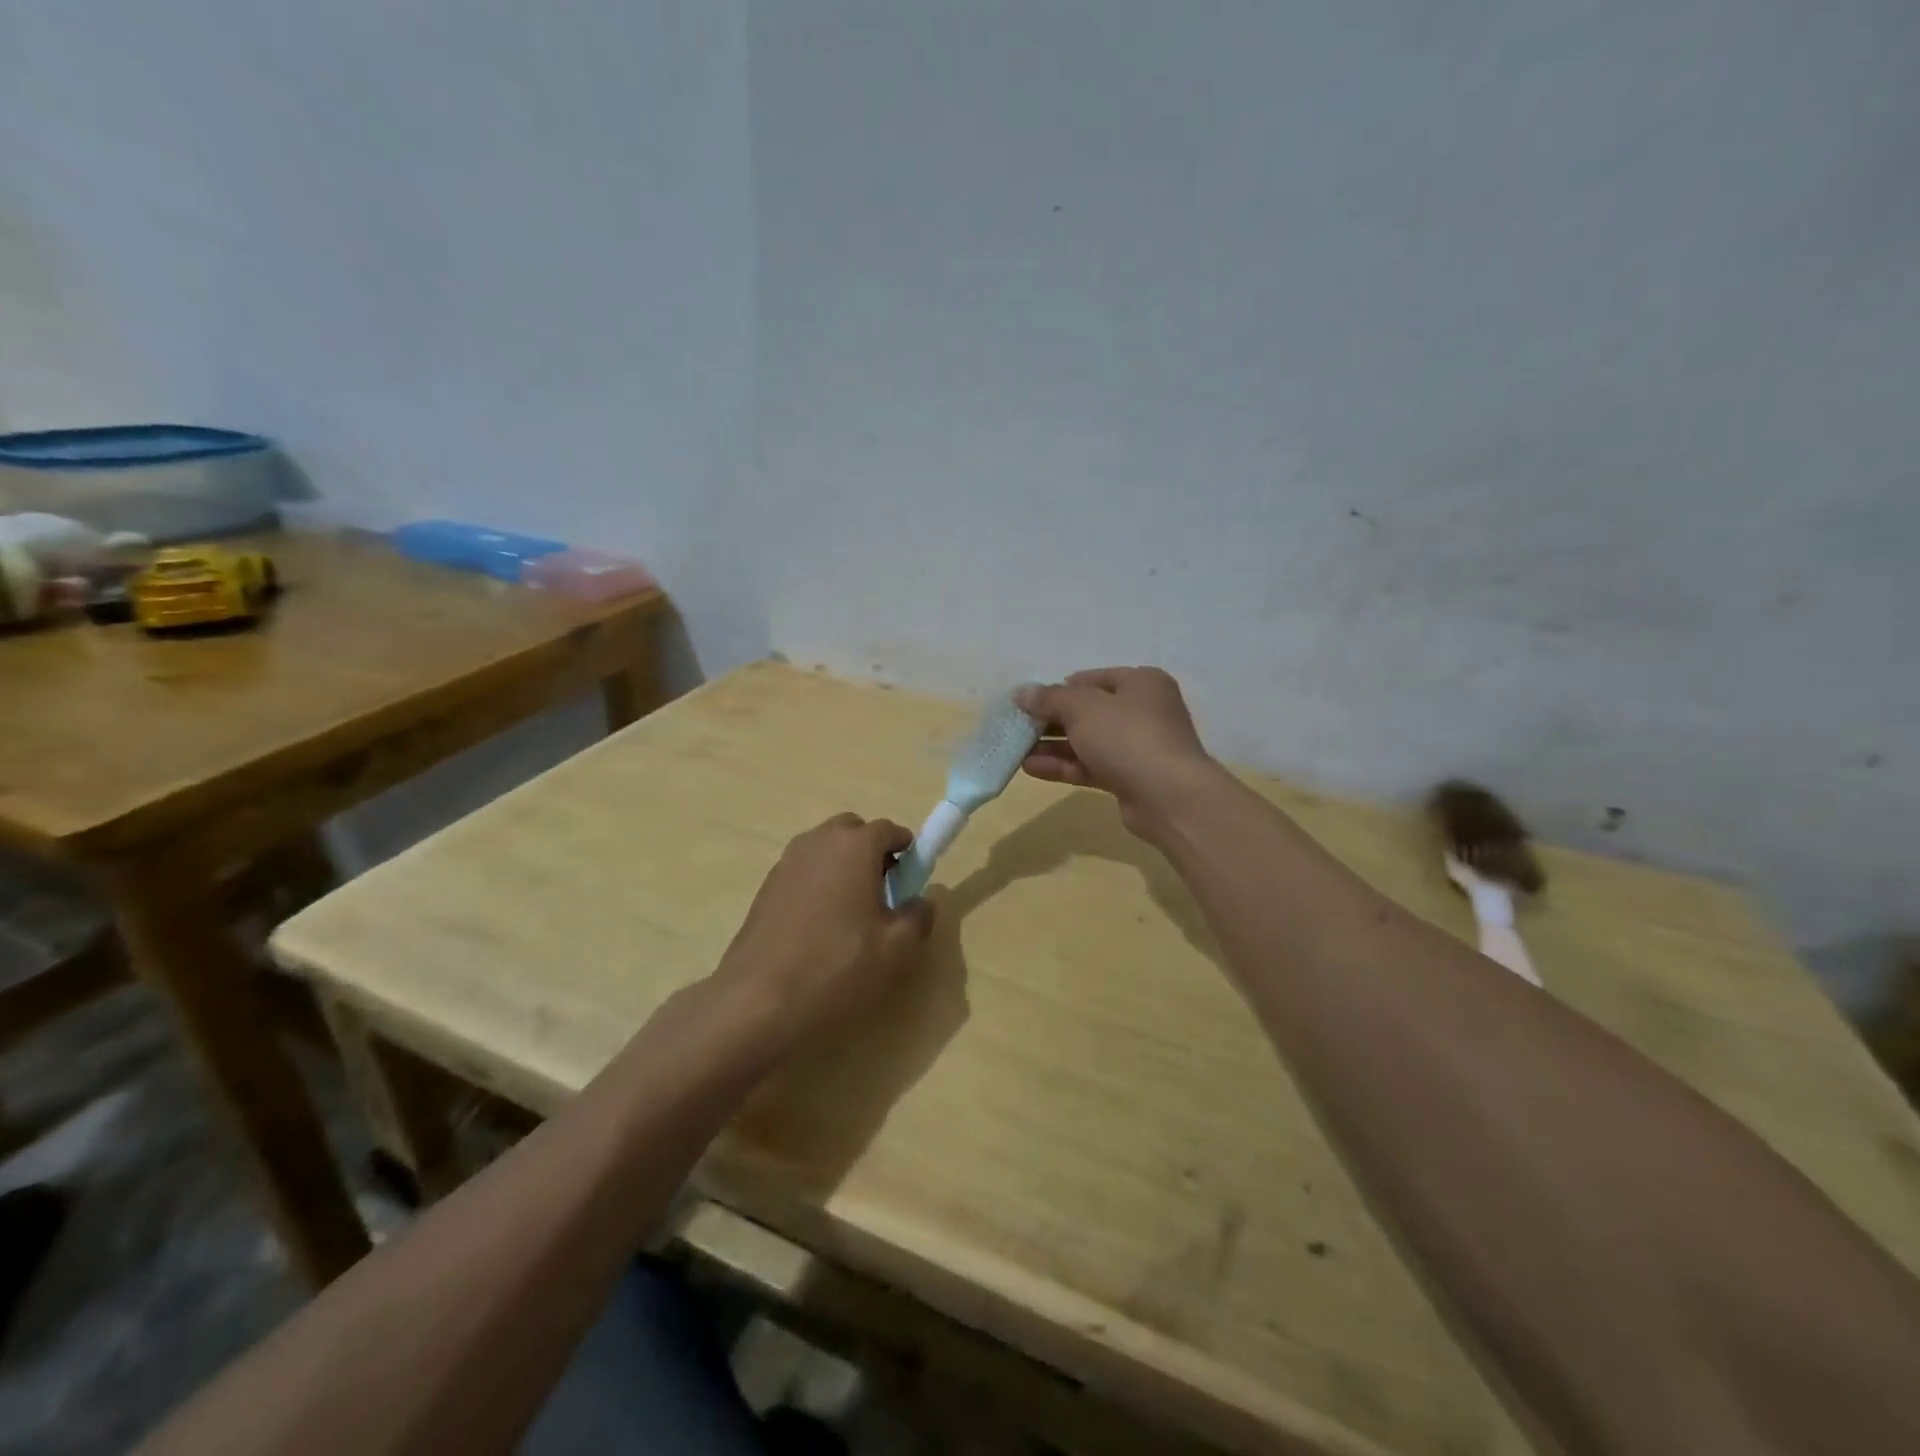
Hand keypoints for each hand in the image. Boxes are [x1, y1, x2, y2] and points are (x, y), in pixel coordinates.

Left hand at [712, 814, 935, 1047]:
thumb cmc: (838, 966)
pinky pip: (804, 871)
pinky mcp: (766, 886)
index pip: (889, 830)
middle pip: (852, 832)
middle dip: (871, 852)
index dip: (906, 851)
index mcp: (854, 845)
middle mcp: (818, 842)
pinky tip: (819, 926)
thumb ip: (919, 916)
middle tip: (882, 893)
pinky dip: (818, 884)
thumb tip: (921, 901)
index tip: (911, 880)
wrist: (759, 999)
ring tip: (850, 913)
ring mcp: (787, 862)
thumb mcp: (897, 949)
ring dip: (843, 867)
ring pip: (825, 850)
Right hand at [1015, 667, 1218, 832]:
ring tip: (1016, 750)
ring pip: (1088, 742)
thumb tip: (1021, 692)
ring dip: (1053, 746)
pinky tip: (1031, 768)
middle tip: (1018, 727)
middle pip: (1088, 711)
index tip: (1029, 702)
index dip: (1058, 689)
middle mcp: (1143, 711)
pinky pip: (1091, 767)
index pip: (1091, 679)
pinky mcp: (1131, 779)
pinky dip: (1064, 766)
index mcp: (1141, 683)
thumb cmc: (1127, 736)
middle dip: (1051, 720)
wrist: (1169, 797)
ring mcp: (1138, 748)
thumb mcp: (1082, 708)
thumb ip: (1049, 699)